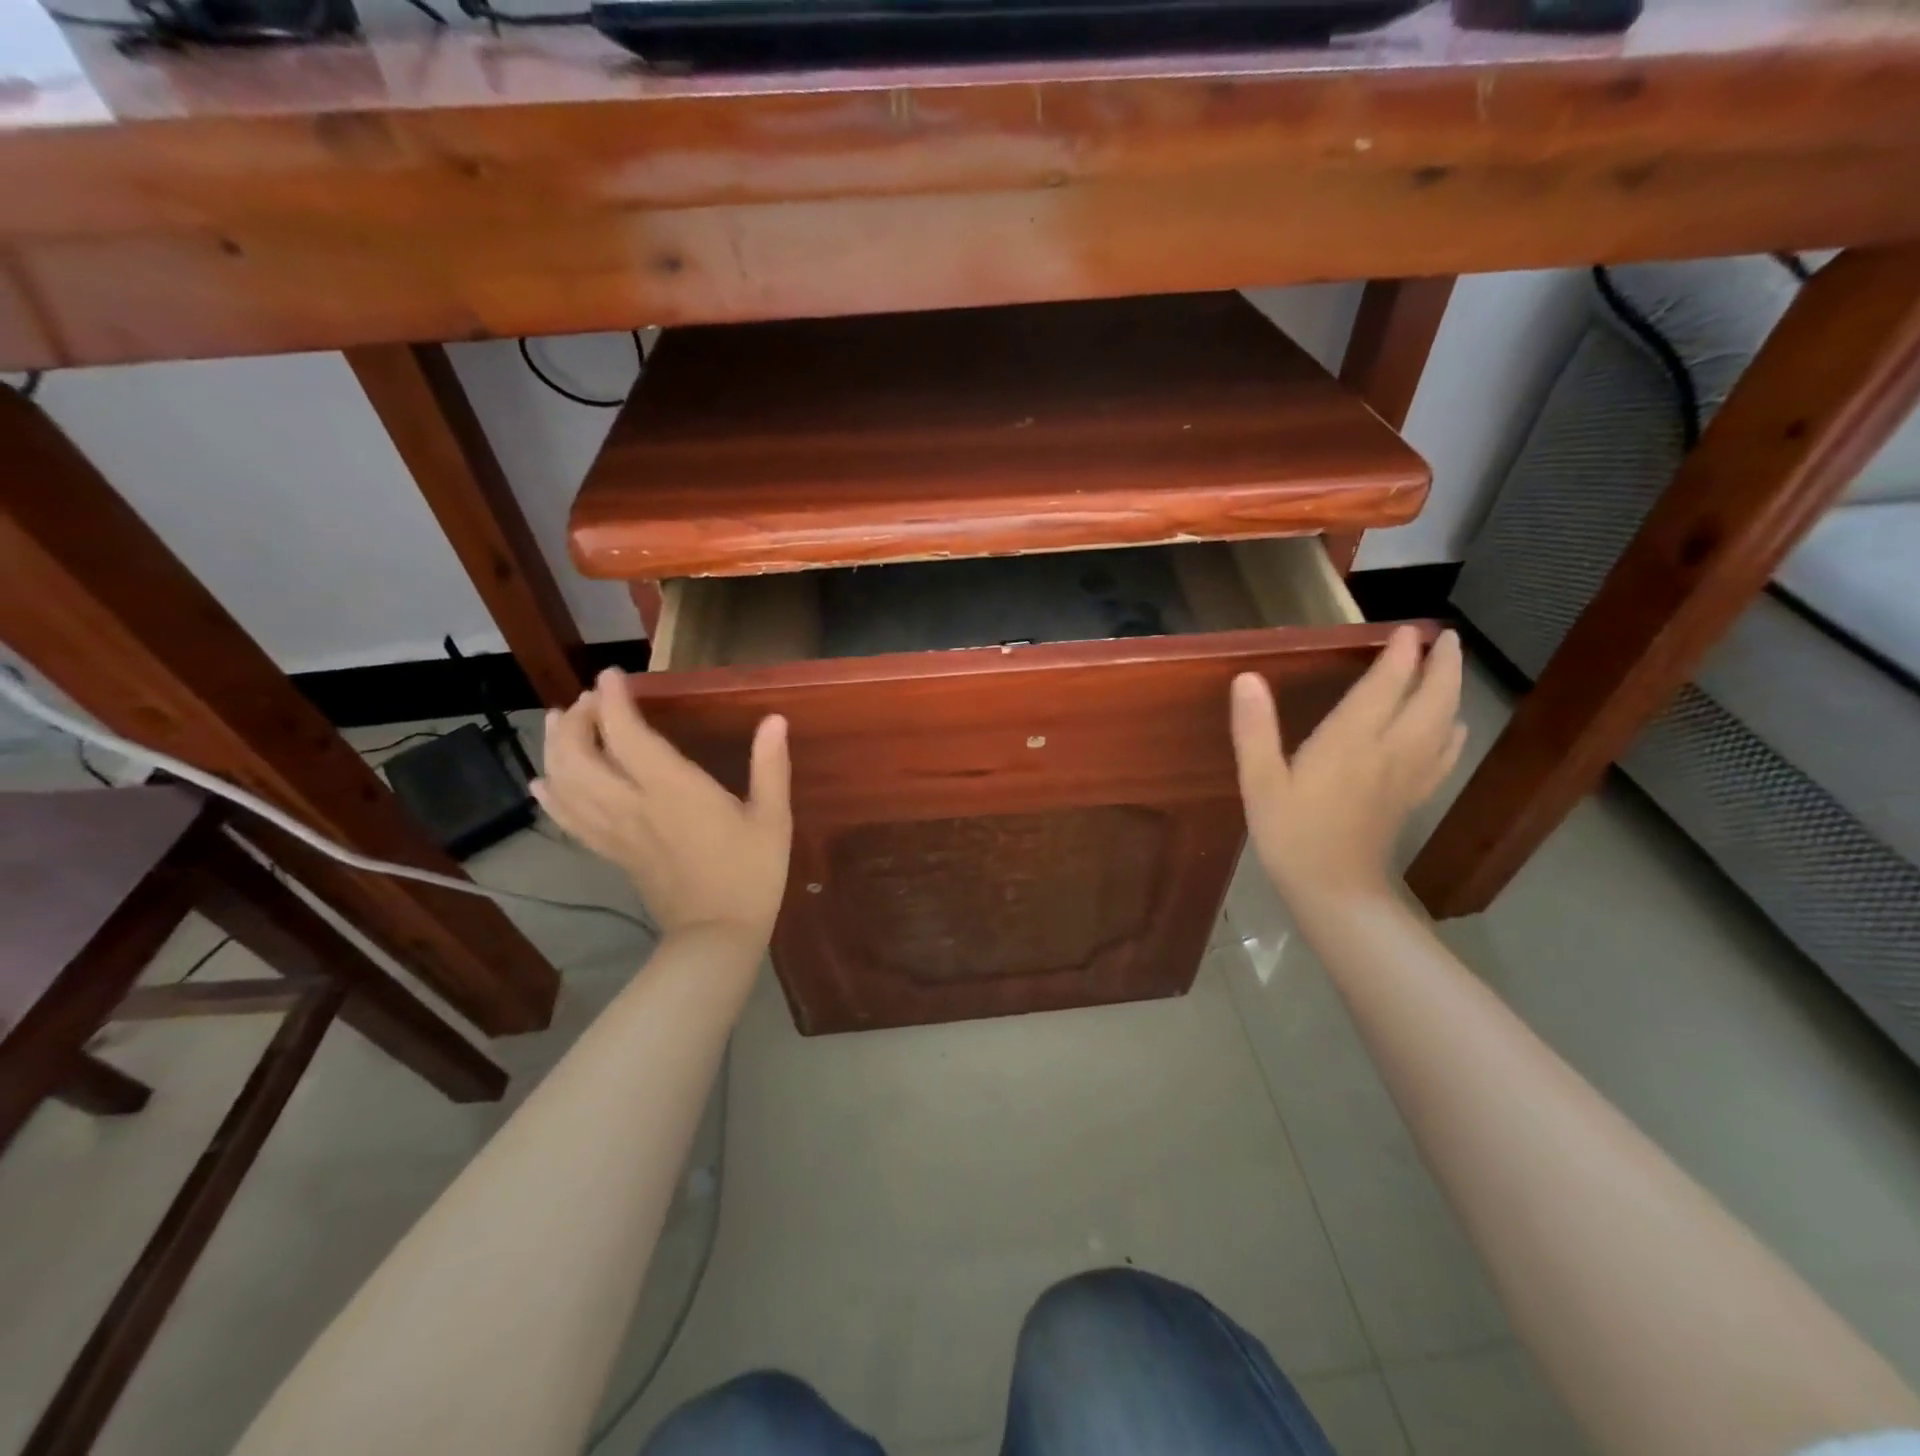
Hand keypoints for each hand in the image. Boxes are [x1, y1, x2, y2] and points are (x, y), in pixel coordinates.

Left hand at [532, 668, 791, 946]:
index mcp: (673, 791)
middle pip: (578, 755)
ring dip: (556, 748)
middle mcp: (632, 806)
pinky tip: (544, 781)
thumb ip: (770, 766)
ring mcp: (615, 831)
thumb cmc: (750, 873)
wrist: (717, 934)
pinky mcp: (611, 852)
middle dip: (576, 719)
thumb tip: (774, 719)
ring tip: (563, 723)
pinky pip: (568, 819)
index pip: (625, 735)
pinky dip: (552, 796)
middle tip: (592, 700)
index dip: (613, 700)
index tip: (613, 674)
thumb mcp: (772, 818)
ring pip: (564, 784)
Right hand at [1230, 627, 1465, 907]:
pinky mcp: (1412, 796)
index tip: (1408, 629)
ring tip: (1450, 668)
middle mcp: (1390, 750)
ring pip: (1444, 722)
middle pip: (1431, 698)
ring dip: (1452, 690)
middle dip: (1441, 664)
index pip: (1385, 686)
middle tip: (1445, 637)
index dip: (1399, 655)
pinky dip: (1453, 731)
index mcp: (1351, 741)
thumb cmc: (1290, 834)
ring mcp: (1408, 775)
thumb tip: (1247, 678)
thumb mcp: (1259, 782)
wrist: (1333, 890)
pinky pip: (1443, 755)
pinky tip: (1454, 727)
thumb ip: (1255, 729)